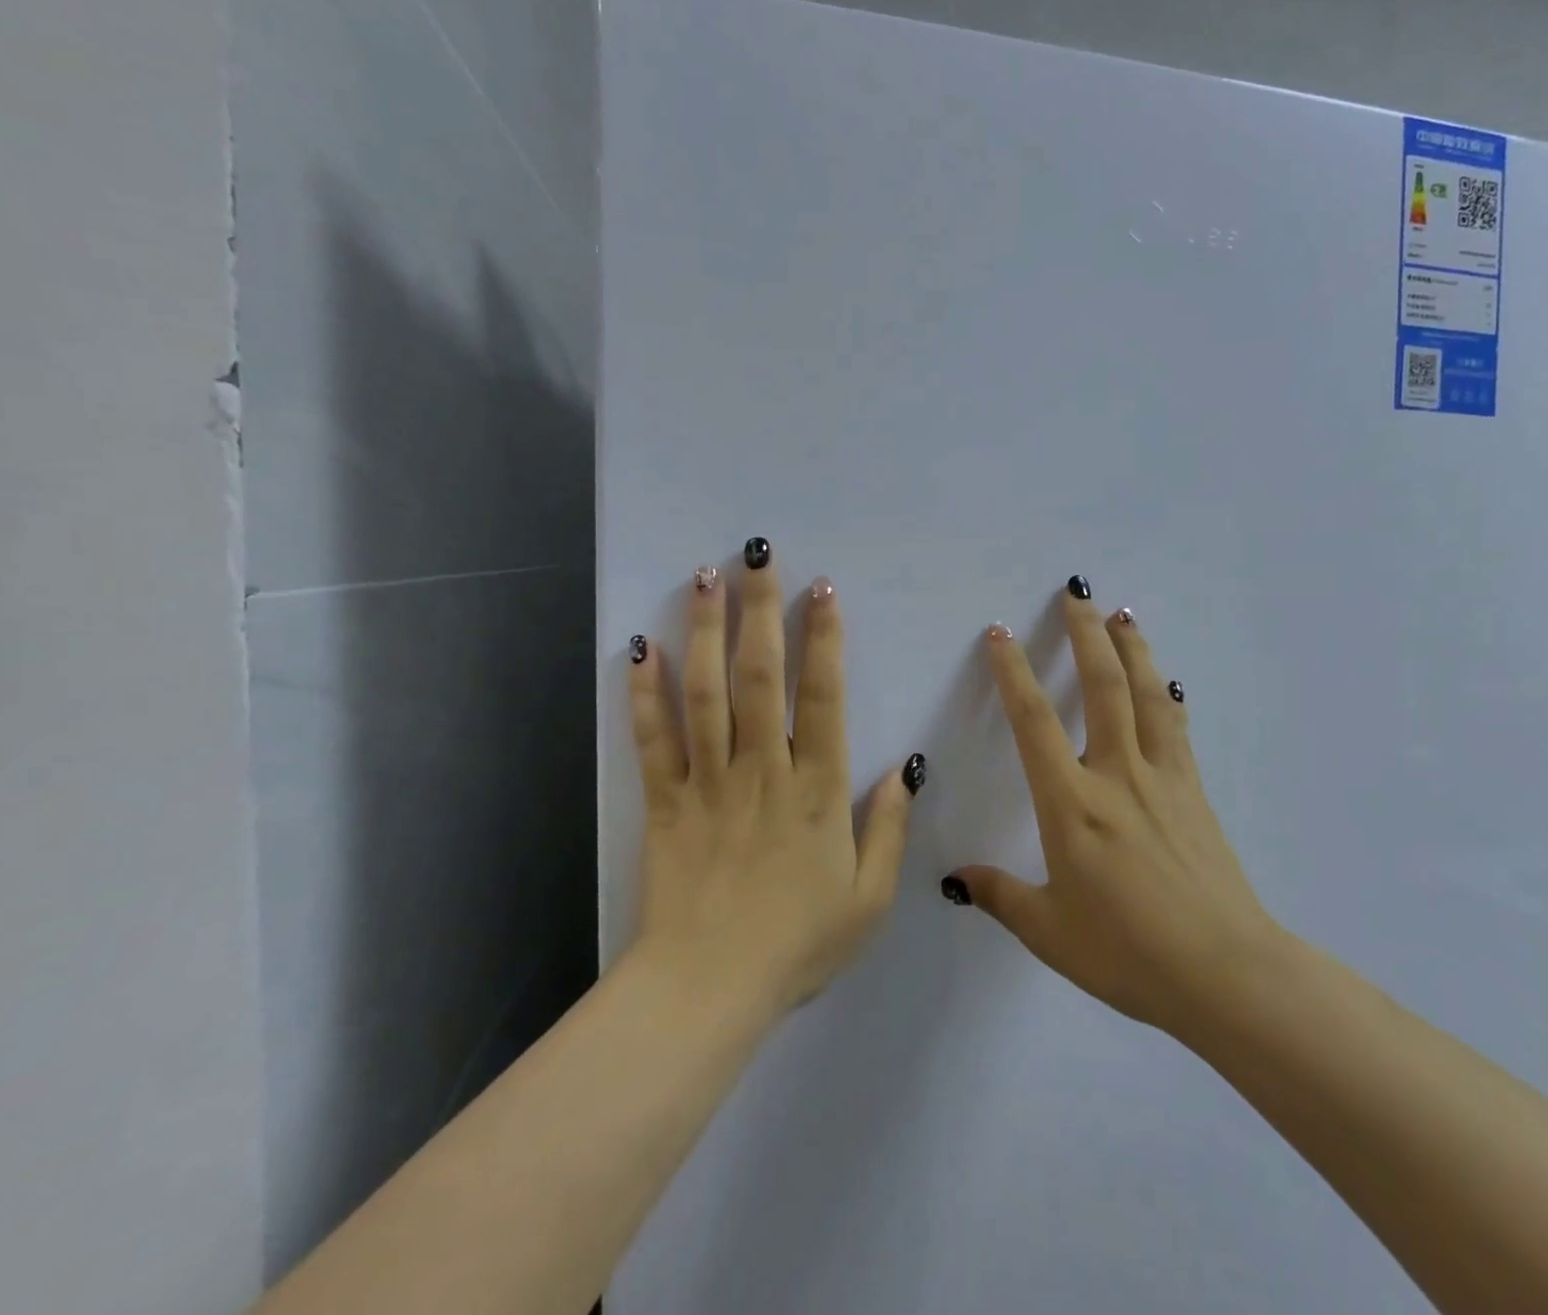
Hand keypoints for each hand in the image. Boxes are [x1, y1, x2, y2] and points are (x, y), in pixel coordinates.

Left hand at [625, 542, 920, 1015]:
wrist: (707, 992)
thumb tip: (903, 767)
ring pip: (706, 694)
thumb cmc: (797, 945)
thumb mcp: (869, 899)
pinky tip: (643, 647)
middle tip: (757, 556)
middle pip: (760, 678)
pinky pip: (653, 740)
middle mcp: (762, 771)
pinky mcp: (665, 803)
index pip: (823, 697)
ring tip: (705, 578)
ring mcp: (708, 783)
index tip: (821, 590)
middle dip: (760, 611)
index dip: (823, 639)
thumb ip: (889, 829)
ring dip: (706, 631)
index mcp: (817, 791)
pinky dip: (646, 693)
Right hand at [946, 581, 1276, 1039]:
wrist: (1225, 973)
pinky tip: (1168, 682)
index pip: (1033, 722)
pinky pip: (1177, 727)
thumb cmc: (1128, 954)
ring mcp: (1163, 778)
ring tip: (1124, 614)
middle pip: (1103, 686)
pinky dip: (1167, 695)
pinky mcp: (1195, 792)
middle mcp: (1118, 775)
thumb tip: (955, 880)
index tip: (1000, 634)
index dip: (1012, 672)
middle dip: (1086, 633)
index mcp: (1072, 805)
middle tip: (1077, 592)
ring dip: (1133, 648)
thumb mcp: (1050, 932)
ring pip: (1148, 695)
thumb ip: (1000, 895)